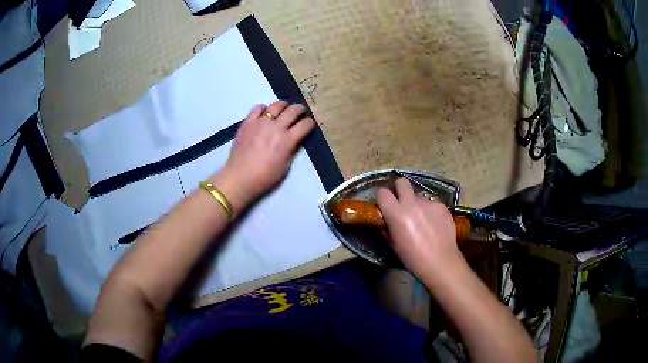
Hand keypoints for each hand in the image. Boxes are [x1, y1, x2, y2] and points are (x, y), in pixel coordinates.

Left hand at [220, 101, 314, 203]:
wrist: (240, 177)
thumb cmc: (265, 177)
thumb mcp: (285, 166)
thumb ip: (292, 150)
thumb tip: (296, 140)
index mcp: (287, 140)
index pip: (305, 125)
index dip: (310, 123)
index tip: (309, 124)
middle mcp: (276, 127)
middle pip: (293, 111)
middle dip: (300, 109)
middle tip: (301, 111)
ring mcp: (261, 122)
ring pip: (276, 105)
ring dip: (283, 105)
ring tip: (285, 107)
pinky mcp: (248, 122)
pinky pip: (257, 108)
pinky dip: (263, 108)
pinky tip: (265, 112)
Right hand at [377, 178, 460, 280]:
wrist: (440, 262)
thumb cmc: (412, 258)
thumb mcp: (393, 244)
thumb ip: (387, 227)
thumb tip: (386, 219)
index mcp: (396, 213)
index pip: (383, 192)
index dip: (382, 196)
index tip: (384, 203)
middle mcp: (411, 203)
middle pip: (402, 182)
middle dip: (400, 189)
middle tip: (402, 201)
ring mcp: (429, 203)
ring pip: (419, 195)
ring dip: (417, 203)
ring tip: (422, 218)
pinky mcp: (442, 206)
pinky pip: (432, 203)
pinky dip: (430, 210)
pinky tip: (434, 223)